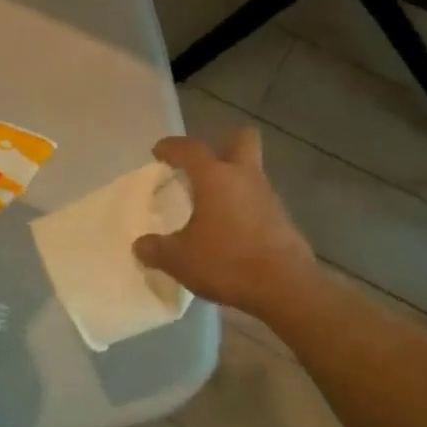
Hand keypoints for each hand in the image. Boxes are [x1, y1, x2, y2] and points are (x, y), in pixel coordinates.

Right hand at [133, 129, 318, 319]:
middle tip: (203, 167)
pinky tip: (231, 232)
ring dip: (233, 182)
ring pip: (251, 173)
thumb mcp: (180, 259)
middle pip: (242, 140)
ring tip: (212, 207)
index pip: (190, 149)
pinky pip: (259, 201)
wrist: (285, 286)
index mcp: (215, 177)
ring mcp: (268, 197)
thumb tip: (140, 245)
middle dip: (223, 146)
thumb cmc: (227, 261)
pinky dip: (244, 209)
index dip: (172, 147)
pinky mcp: (282, 220)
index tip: (159, 152)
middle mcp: (244, 177)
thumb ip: (156, 249)